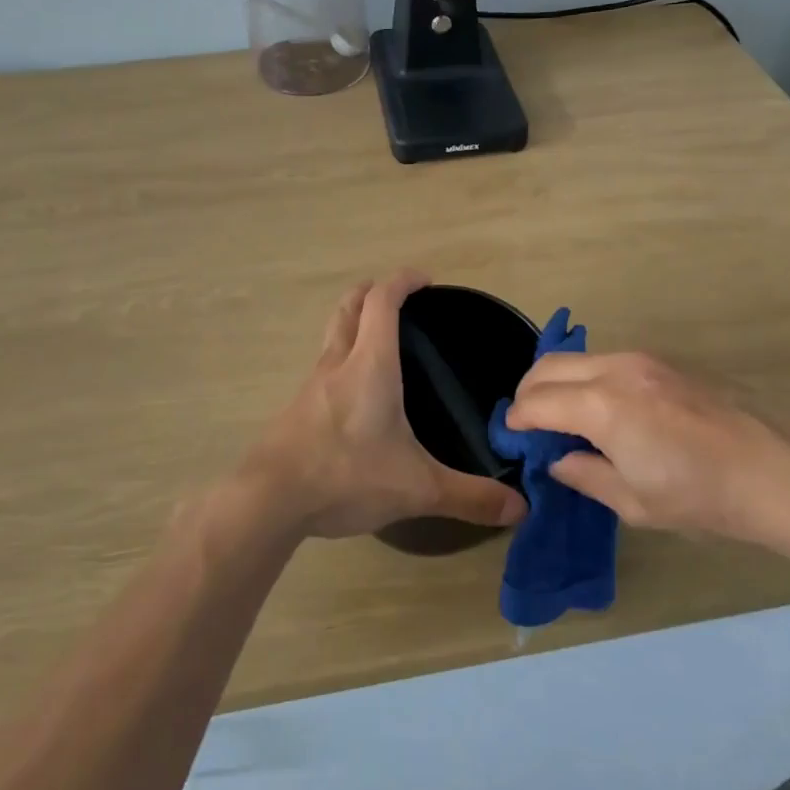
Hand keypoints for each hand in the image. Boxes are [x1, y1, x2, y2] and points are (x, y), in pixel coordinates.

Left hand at [241, 271, 527, 539]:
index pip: (382, 300)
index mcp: (369, 364)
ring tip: (380, 343)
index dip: (402, 281)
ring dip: (354, 324)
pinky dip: (341, 360)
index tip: (425, 280)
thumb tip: (521, 509)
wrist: (269, 500)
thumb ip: (469, 496)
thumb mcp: (416, 488)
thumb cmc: (346, 476)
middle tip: (399, 299)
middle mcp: (337, 363)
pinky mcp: (296, 409)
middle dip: (373, 292)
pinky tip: (355, 395)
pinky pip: (322, 368)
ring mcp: (311, 385)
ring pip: (332, 335)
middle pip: (350, 306)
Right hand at [504, 351, 789, 548]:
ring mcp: (644, 359)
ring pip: (578, 359)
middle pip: (549, 365)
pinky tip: (605, 411)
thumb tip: (558, 459)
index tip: (511, 438)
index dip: (517, 420)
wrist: (778, 470)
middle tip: (529, 425)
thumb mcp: (634, 502)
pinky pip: (607, 361)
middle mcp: (616, 369)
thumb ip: (585, 475)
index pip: (537, 401)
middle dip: (528, 392)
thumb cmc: (702, 497)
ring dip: (559, 382)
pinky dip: (588, 379)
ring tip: (566, 420)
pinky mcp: (665, 361)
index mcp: (602, 406)